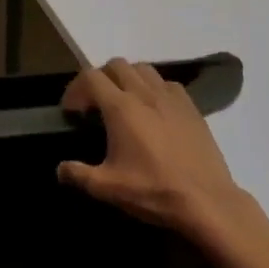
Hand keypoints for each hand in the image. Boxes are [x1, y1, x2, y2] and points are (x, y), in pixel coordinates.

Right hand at [57, 59, 264, 256]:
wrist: (208, 202)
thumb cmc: (154, 190)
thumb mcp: (108, 188)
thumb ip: (78, 175)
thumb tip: (60, 170)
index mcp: (121, 108)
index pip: (90, 77)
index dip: (75, 89)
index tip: (72, 111)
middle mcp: (145, 94)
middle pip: (116, 65)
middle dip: (100, 78)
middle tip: (95, 103)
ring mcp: (171, 98)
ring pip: (143, 69)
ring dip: (128, 78)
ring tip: (124, 102)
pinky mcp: (192, 108)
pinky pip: (168, 84)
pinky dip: (154, 88)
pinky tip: (154, 111)